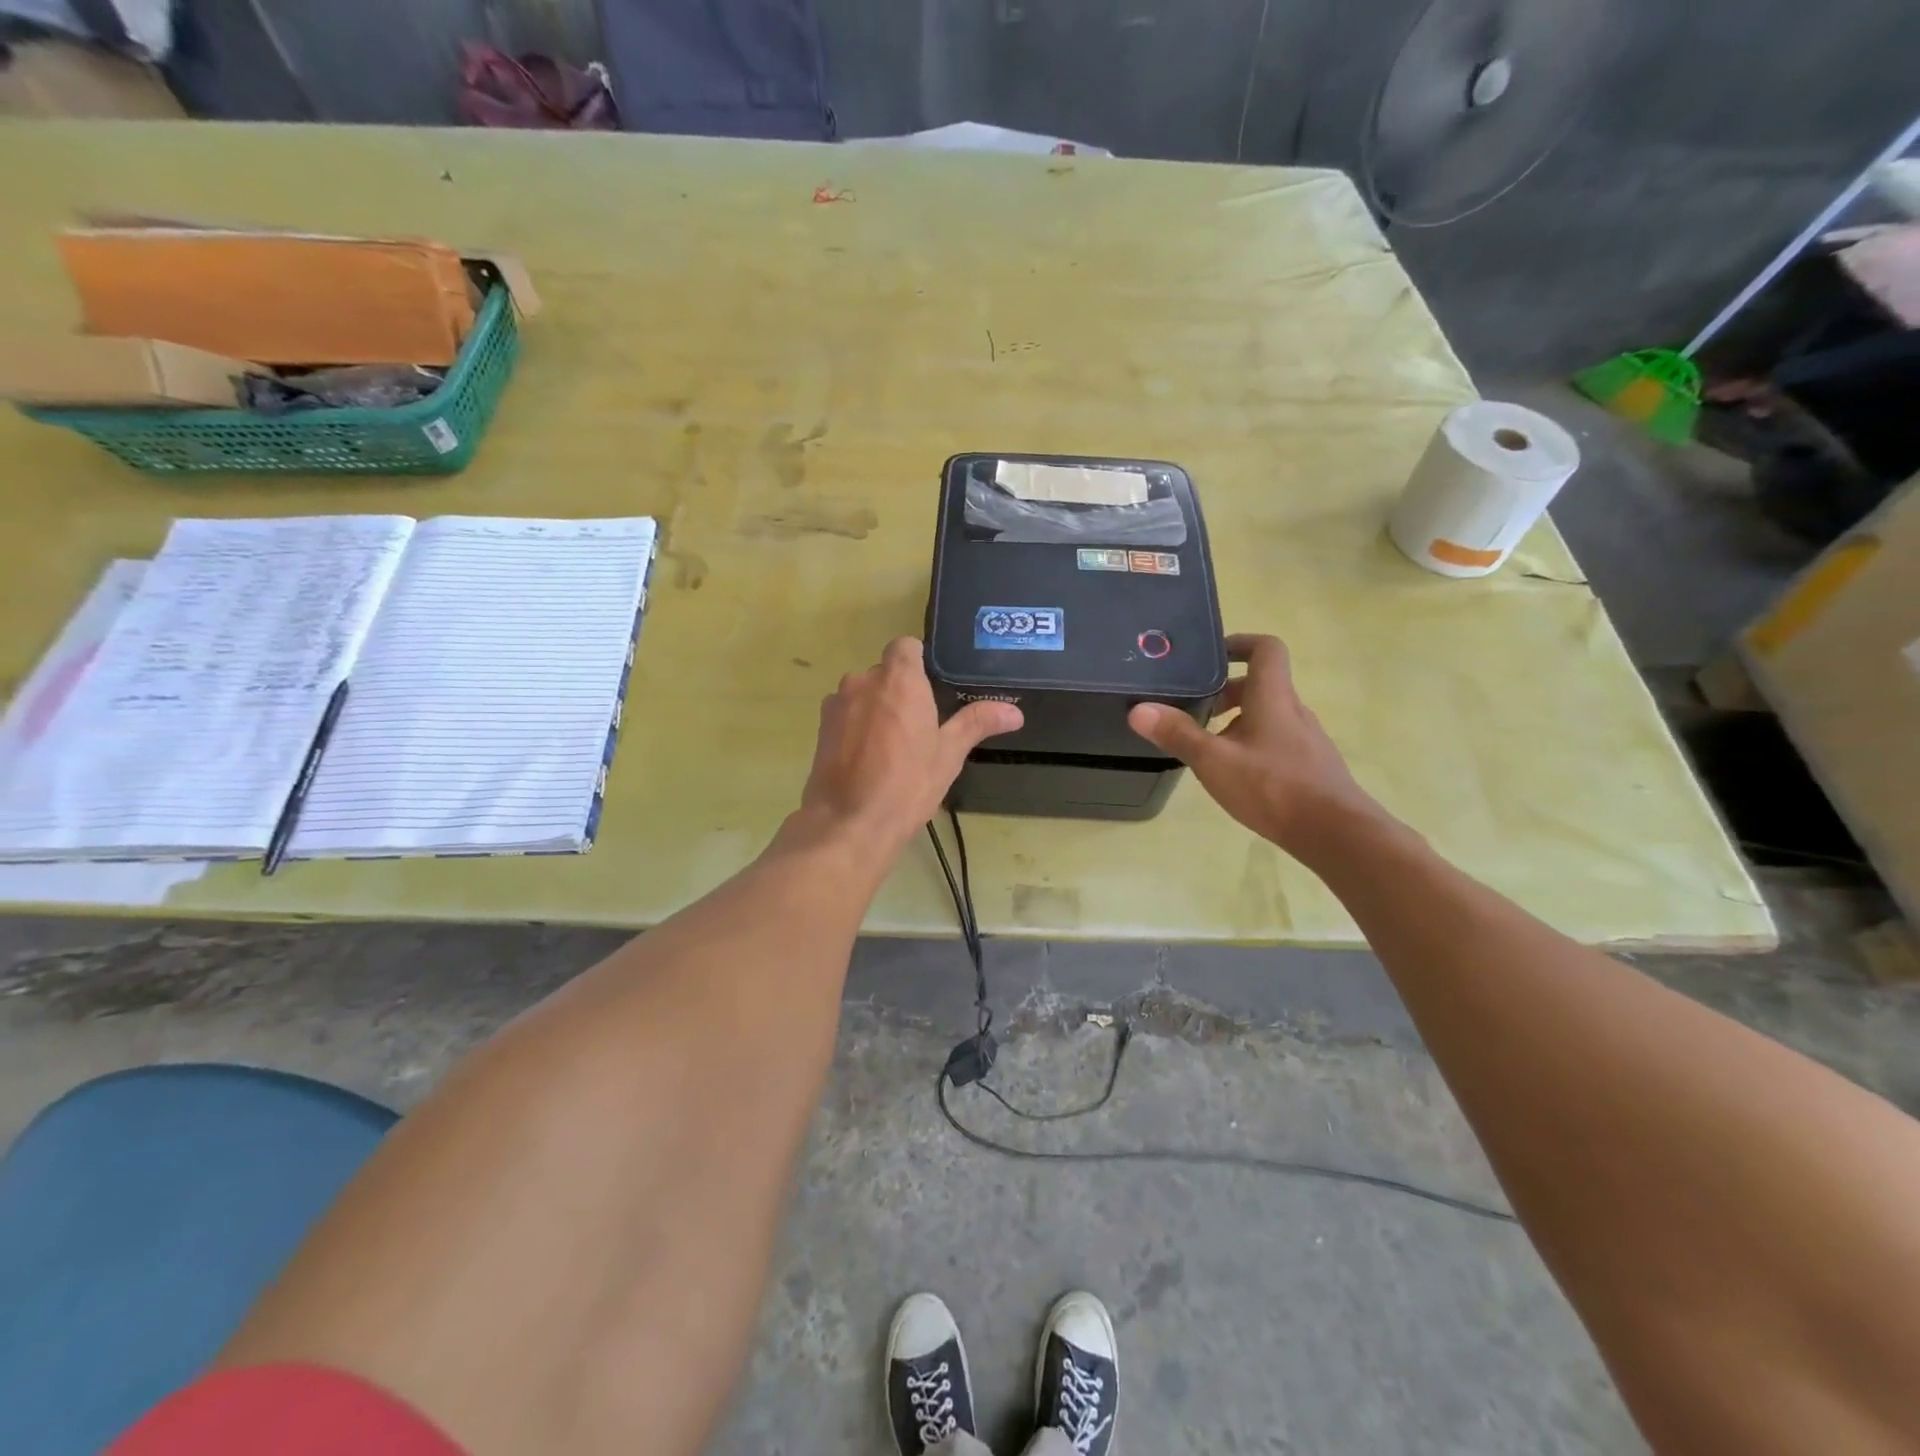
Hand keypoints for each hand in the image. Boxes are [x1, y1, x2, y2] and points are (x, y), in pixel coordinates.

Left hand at [794, 637, 1021, 855]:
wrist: (848, 823)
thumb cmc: (907, 785)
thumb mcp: (949, 754)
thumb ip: (977, 723)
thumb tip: (1015, 712)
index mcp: (899, 680)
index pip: (905, 646)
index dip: (918, 661)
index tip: (931, 688)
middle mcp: (863, 682)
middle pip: (884, 672)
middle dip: (900, 691)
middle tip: (920, 726)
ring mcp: (837, 704)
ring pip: (863, 694)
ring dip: (876, 709)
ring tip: (892, 747)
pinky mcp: (821, 728)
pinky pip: (845, 715)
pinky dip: (856, 727)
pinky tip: (868, 759)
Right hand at [1128, 633, 1385, 860]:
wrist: (1335, 833)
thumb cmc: (1273, 787)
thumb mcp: (1214, 761)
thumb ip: (1177, 734)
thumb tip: (1138, 710)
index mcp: (1272, 697)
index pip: (1265, 649)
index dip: (1239, 643)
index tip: (1210, 656)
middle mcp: (1293, 710)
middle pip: (1261, 684)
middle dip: (1225, 691)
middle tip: (1194, 707)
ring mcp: (1306, 738)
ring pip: (1268, 714)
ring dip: (1238, 719)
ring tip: (1208, 744)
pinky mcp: (1310, 764)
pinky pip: (1277, 739)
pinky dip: (1252, 743)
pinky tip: (1236, 773)